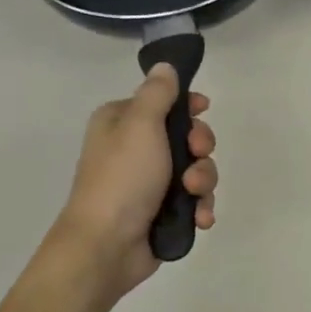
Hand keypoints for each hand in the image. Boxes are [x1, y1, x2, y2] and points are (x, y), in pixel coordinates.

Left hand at [51, 65, 218, 298]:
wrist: (107, 245)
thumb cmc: (122, 178)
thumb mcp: (140, 124)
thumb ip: (158, 93)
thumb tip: (165, 66)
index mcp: (122, 122)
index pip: (164, 102)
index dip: (188, 106)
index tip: (204, 110)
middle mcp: (135, 148)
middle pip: (187, 136)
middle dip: (200, 149)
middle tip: (195, 157)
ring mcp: (150, 182)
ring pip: (196, 169)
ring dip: (203, 181)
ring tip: (193, 196)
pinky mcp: (163, 211)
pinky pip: (194, 200)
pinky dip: (200, 206)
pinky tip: (199, 218)